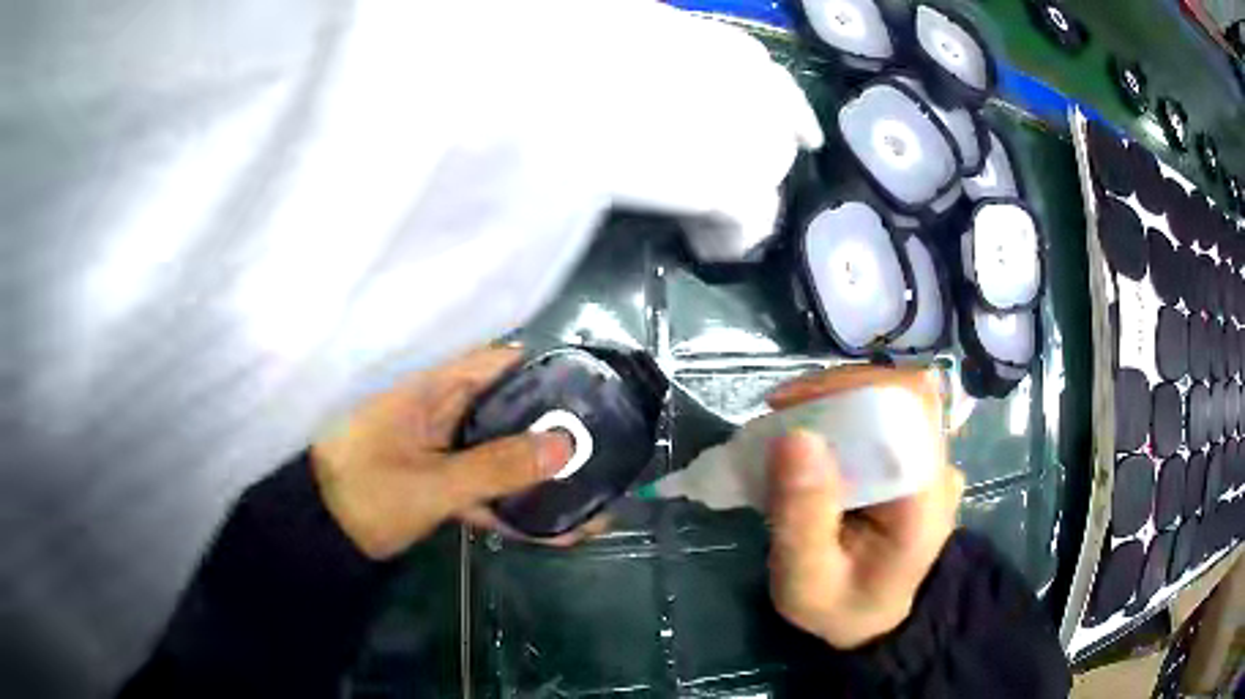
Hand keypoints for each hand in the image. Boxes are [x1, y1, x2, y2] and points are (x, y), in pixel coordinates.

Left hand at [311, 347, 593, 559]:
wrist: (324, 540)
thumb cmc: (365, 496)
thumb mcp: (432, 485)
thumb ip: (497, 467)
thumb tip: (566, 446)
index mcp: (427, 386)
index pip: (494, 361)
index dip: (542, 369)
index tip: (587, 387)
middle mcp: (438, 409)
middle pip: (505, 409)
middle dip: (552, 429)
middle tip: (604, 444)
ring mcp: (441, 447)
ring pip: (499, 451)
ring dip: (538, 475)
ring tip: (593, 494)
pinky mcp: (441, 479)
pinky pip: (485, 484)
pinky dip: (514, 503)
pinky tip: (558, 530)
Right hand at [764, 367, 964, 648]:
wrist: (872, 619)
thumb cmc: (841, 607)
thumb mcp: (806, 582)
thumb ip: (802, 519)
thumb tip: (795, 435)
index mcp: (925, 498)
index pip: (910, 406)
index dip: (854, 388)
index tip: (793, 405)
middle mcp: (937, 469)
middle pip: (901, 392)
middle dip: (837, 391)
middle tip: (781, 412)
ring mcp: (930, 462)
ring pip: (891, 397)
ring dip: (837, 399)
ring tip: (789, 420)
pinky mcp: (913, 460)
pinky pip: (884, 415)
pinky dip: (844, 413)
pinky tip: (811, 435)